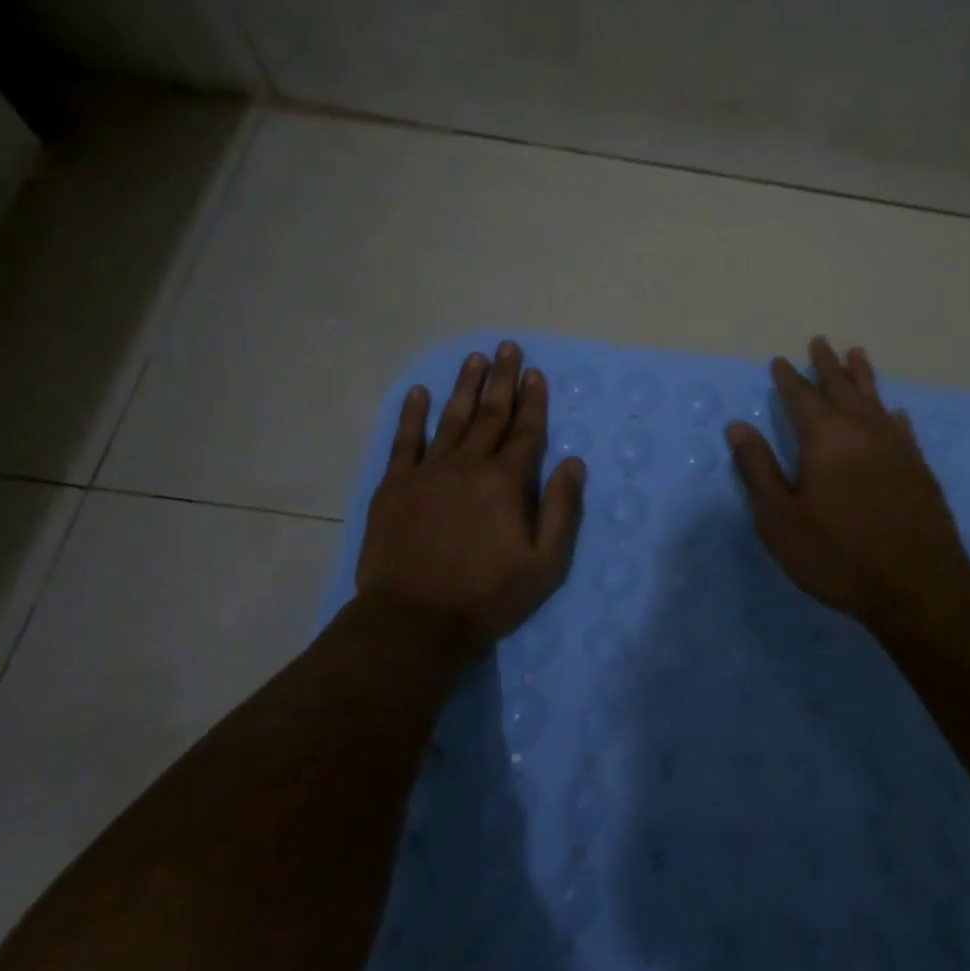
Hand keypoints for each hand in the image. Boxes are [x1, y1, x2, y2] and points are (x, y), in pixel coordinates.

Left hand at [353, 341, 585, 655]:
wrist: (413, 622)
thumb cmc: (487, 596)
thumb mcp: (545, 564)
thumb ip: (562, 509)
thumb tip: (575, 462)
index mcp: (507, 482)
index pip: (526, 430)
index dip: (533, 400)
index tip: (535, 372)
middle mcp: (469, 465)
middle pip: (491, 414)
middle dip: (502, 379)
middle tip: (507, 347)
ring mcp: (428, 472)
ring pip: (451, 419)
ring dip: (465, 387)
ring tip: (475, 359)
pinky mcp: (394, 487)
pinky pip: (404, 441)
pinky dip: (412, 415)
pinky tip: (419, 392)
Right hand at [725, 337, 969, 631]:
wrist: (917, 585)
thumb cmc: (837, 554)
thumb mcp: (780, 519)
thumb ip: (758, 469)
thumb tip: (737, 426)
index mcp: (824, 438)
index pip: (800, 397)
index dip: (788, 378)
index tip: (780, 361)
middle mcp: (861, 430)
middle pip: (841, 387)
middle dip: (827, 364)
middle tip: (819, 342)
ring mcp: (895, 446)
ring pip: (875, 399)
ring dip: (862, 375)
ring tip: (856, 353)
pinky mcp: (918, 466)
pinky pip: (902, 427)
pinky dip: (892, 413)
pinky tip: (894, 411)